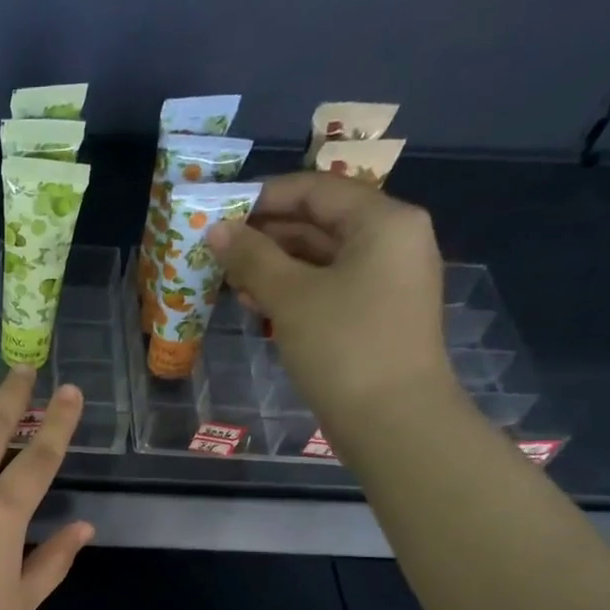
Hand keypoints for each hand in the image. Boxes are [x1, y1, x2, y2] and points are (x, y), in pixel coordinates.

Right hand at [206, 172, 454, 425]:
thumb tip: (217, 229)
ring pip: (322, 260)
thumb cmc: (344, 346)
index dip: (265, 197)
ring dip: (275, 268)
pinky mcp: (376, 316)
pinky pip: (330, 289)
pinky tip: (259, 307)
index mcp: (383, 221)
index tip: (220, 214)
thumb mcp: (291, 297)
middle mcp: (393, 241)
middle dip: (267, 237)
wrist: (393, 419)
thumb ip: (252, 258)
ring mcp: (387, 281)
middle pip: (321, 223)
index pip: (317, 190)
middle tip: (219, 253)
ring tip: (230, 282)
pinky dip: (294, 293)